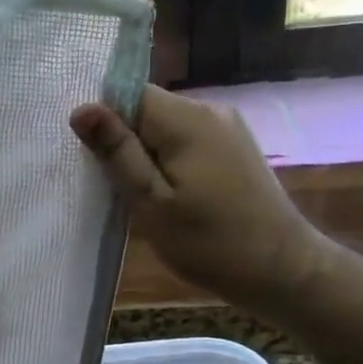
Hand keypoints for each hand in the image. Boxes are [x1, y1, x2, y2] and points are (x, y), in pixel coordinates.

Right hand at [70, 84, 317, 310]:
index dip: (105, 122)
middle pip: (148, 110)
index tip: (92, 160)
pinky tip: (170, 197)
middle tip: (112, 187)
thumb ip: (118, 153)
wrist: (281, 269)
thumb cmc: (210, 243)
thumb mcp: (152, 203)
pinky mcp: (235, 149)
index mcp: (187, 119)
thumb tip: (81, 108)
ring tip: (140, 197)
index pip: (128, 93)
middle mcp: (210, 110)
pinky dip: (170, 163)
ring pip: (167, 129)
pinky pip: (188, 142)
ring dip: (147, 156)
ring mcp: (228, 128)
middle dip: (125, 142)